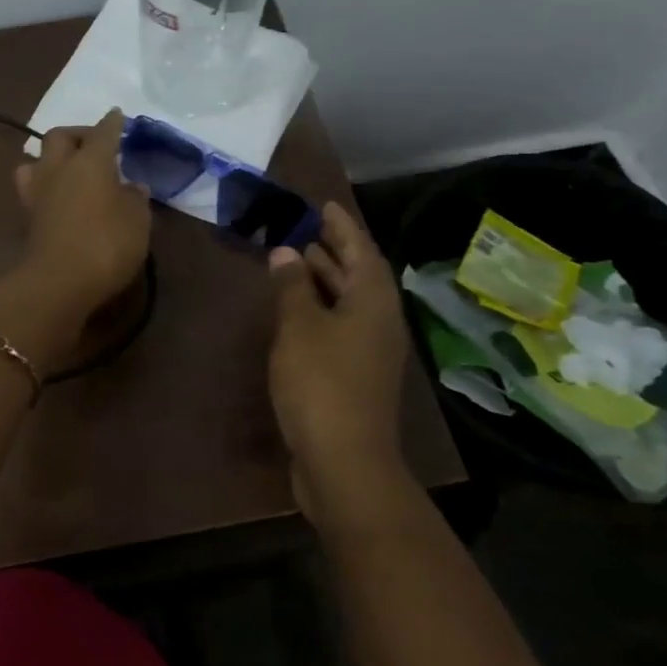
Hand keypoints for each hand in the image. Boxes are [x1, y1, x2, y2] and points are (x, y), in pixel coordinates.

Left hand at [11, 108, 151, 323]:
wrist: (59, 282)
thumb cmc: (107, 245)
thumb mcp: (137, 221)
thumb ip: (135, 199)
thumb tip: (131, 186)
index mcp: (91, 161)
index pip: (104, 132)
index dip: (113, 123)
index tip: (118, 116)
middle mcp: (60, 167)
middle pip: (60, 136)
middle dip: (77, 134)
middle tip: (93, 144)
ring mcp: (39, 190)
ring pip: (36, 158)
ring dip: (51, 157)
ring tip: (67, 167)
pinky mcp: (29, 215)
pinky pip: (33, 186)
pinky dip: (45, 183)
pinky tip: (57, 193)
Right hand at [268, 202, 415, 532]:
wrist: (344, 460)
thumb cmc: (321, 383)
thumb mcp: (300, 327)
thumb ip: (292, 286)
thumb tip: (287, 252)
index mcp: (373, 302)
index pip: (361, 249)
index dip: (342, 225)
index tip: (323, 204)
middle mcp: (379, 321)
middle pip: (358, 274)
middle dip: (333, 249)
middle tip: (304, 226)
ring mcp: (370, 350)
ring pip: (348, 301)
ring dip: (324, 278)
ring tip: (295, 258)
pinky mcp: (356, 374)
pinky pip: (339, 325)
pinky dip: (319, 308)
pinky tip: (296, 309)